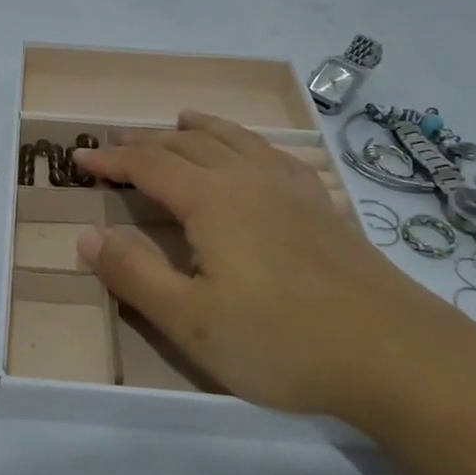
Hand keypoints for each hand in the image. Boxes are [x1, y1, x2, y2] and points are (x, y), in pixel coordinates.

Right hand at [74, 111, 466, 419]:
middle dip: (146, 143)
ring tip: (181, 120)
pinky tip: (254, 154)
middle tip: (118, 147)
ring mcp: (290, 188)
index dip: (111, 160)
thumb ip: (134, 275)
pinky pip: (274, 155)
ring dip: (198, 129)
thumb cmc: (282, 340)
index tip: (79, 160)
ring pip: (233, 140)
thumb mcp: (191, 320)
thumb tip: (85, 236)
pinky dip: (248, 143)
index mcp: (210, 199)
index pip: (148, 164)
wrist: (396, 354)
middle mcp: (247, 178)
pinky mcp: (322, 206)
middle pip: (186, 144)